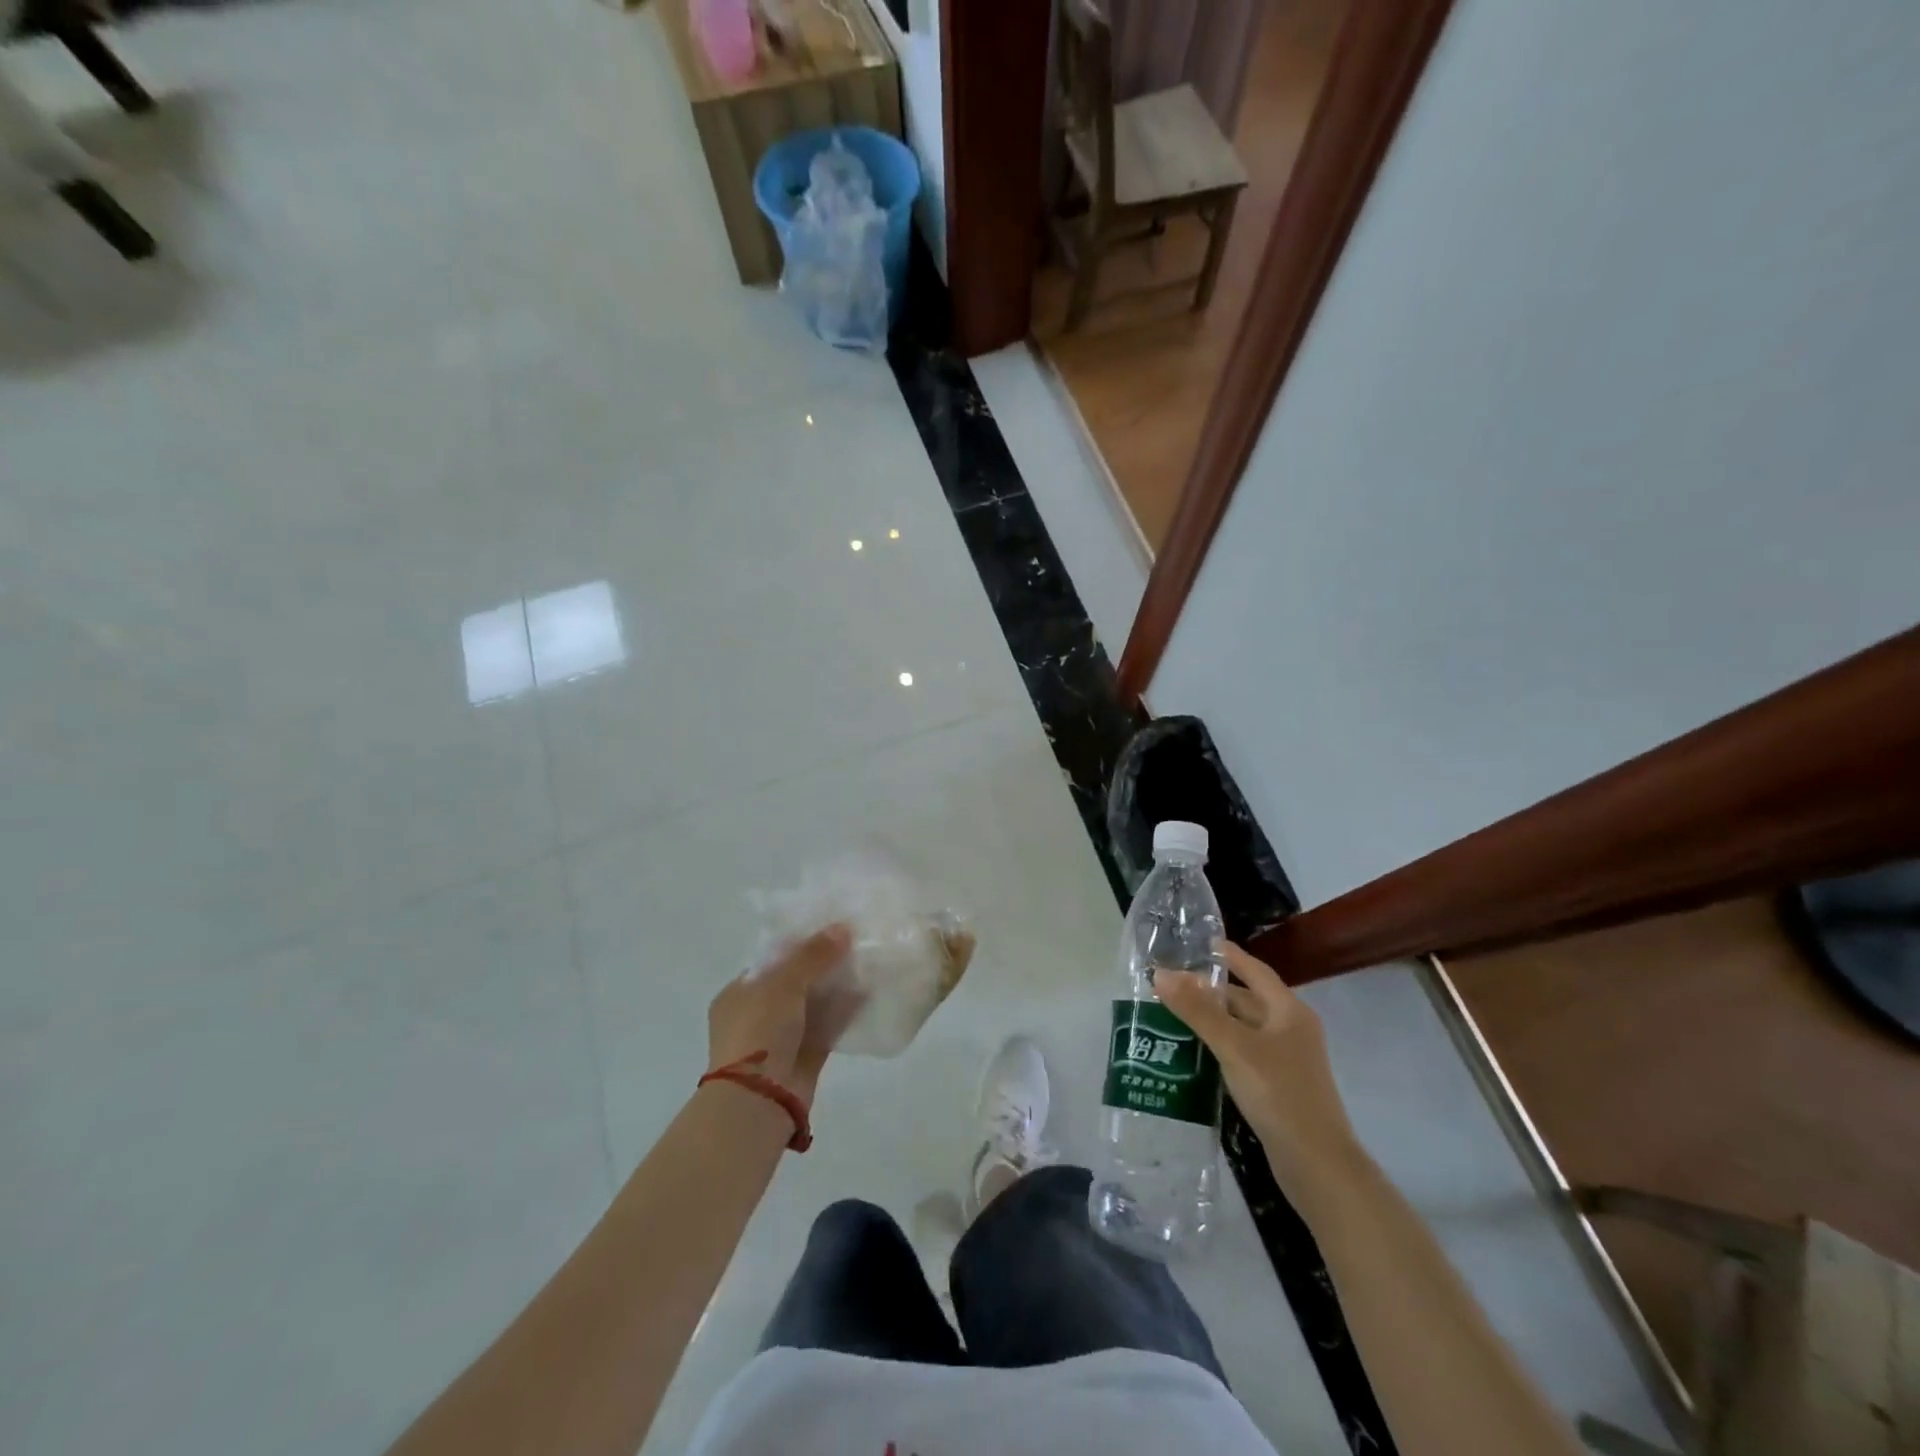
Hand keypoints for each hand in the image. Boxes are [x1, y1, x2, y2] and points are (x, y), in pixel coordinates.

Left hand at [707, 924, 858, 1102]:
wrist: (760, 1099)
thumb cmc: (759, 1031)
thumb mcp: (783, 983)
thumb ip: (814, 955)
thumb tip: (843, 927)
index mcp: (738, 994)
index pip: (771, 961)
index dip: (799, 944)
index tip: (829, 930)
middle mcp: (757, 1015)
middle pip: (795, 982)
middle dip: (823, 966)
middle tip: (854, 944)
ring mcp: (780, 1039)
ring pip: (813, 1005)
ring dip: (836, 988)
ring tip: (866, 963)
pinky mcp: (804, 1057)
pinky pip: (828, 1027)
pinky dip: (844, 1013)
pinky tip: (868, 994)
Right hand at [1155, 943, 1363, 1201]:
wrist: (1317, 1165)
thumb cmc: (1279, 1094)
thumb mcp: (1234, 1047)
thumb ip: (1197, 1010)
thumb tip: (1160, 973)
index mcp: (1289, 1011)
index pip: (1254, 970)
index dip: (1227, 955)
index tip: (1196, 943)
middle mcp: (1290, 1029)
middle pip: (1246, 999)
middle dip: (1210, 990)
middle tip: (1170, 982)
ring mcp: (1286, 1059)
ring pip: (1243, 1027)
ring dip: (1212, 1019)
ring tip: (1172, 1012)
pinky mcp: (1277, 1085)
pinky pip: (1243, 1052)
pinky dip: (1219, 1045)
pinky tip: (1193, 1051)